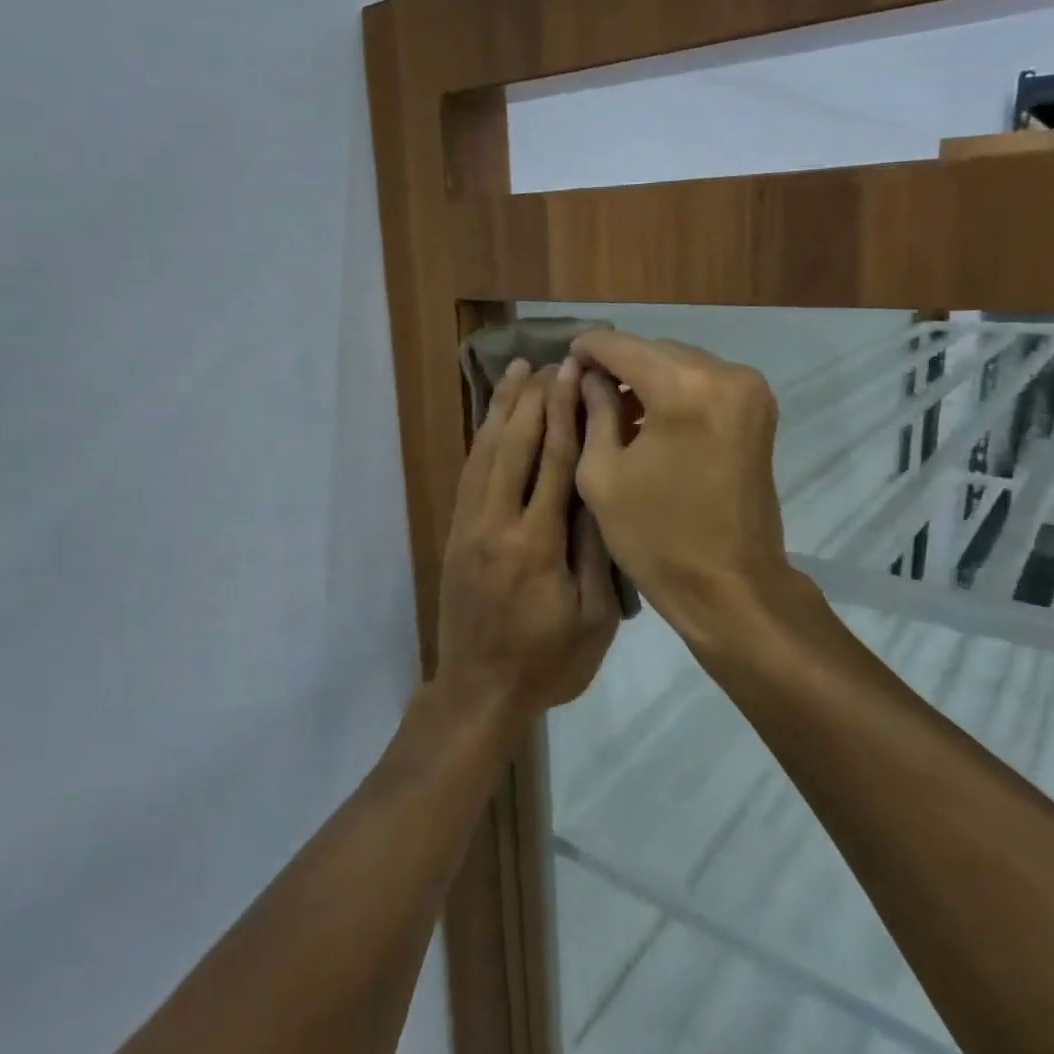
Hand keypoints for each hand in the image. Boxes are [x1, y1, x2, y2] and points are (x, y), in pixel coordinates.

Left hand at [437, 358, 619, 715]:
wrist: (478, 692)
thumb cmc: (547, 662)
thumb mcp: (593, 619)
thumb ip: (594, 552)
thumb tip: (597, 492)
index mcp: (536, 544)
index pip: (554, 462)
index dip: (565, 414)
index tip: (573, 375)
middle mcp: (497, 524)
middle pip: (514, 445)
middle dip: (533, 399)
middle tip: (548, 361)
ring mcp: (469, 527)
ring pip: (484, 453)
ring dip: (501, 409)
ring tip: (516, 372)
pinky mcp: (456, 535)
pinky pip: (469, 475)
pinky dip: (481, 439)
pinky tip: (492, 420)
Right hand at [571, 329, 795, 644]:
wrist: (730, 585)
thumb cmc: (656, 537)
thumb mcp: (602, 473)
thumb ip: (592, 410)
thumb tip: (585, 374)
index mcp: (683, 389)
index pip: (623, 346)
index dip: (589, 349)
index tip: (565, 358)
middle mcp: (725, 374)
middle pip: (656, 350)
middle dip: (619, 364)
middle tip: (586, 389)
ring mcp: (750, 391)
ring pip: (682, 364)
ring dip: (648, 378)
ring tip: (616, 409)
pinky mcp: (759, 410)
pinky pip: (705, 382)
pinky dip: (676, 391)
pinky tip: (652, 420)